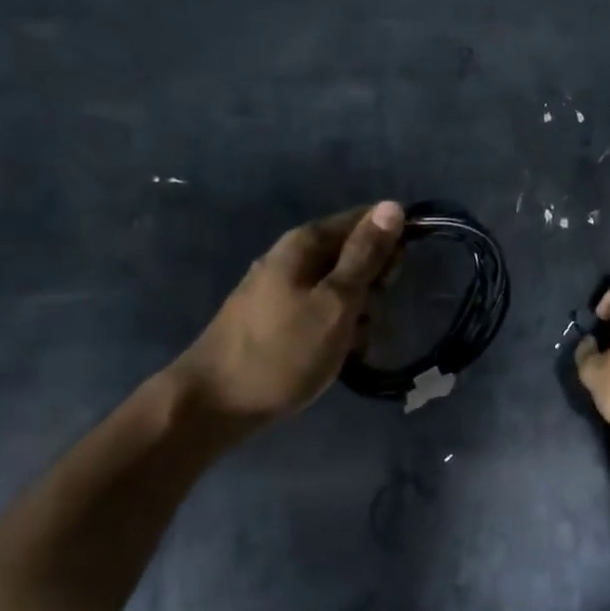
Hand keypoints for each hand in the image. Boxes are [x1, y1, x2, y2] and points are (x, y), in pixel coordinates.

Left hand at [174, 202, 404, 428]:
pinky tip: (336, 354)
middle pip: (352, 253)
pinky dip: (335, 328)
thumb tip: (393, 206)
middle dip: (373, 284)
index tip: (396, 277)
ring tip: (352, 344)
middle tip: (368, 315)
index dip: (390, 242)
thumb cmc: (282, 352)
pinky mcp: (275, 318)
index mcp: (305, 243)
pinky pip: (320, 310)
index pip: (364, 220)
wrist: (213, 405)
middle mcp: (291, 256)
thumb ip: (365, 256)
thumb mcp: (335, 302)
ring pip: (339, 287)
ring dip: (356, 312)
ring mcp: (280, 288)